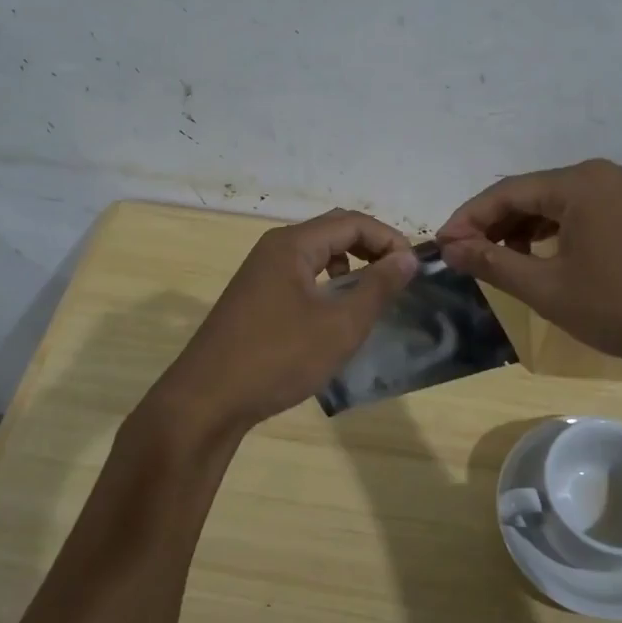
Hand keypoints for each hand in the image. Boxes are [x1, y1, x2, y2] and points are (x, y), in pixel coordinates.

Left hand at [150, 209, 418, 436]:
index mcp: (292, 245)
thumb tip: (407, 256)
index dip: (389, 239)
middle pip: (333, 232)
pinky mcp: (254, 299)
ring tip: (370, 298)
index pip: (352, 222)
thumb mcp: (339, 325)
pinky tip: (333, 317)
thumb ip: (378, 287)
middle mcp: (274, 249)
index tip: (414, 269)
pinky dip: (326, 286)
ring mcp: (260, 274)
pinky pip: (300, 277)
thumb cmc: (278, 358)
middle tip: (399, 279)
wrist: (207, 400)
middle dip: (371, 249)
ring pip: (316, 255)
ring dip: (349, 268)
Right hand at [437, 159, 621, 364]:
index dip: (467, 219)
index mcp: (578, 183)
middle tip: (467, 257)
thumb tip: (450, 248)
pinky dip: (553, 233)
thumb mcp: (548, 288)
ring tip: (500, 262)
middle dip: (494, 224)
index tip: (442, 247)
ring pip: (556, 204)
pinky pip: (581, 213)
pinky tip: (542, 258)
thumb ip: (494, 263)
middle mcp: (601, 175)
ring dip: (522, 229)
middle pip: (530, 192)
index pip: (505, 192)